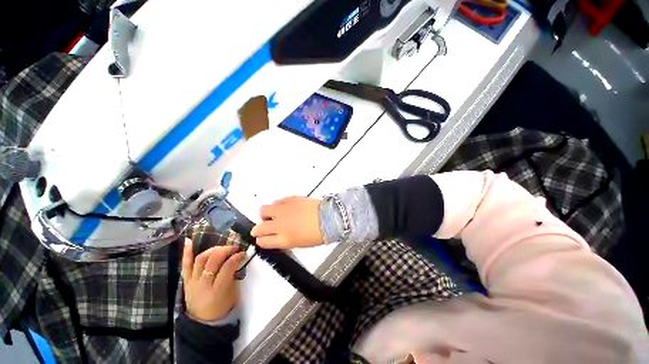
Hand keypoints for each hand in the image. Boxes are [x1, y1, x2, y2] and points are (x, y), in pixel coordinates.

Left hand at [181, 239, 243, 321]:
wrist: (202, 321)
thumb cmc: (222, 307)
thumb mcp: (233, 293)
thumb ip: (234, 275)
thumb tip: (237, 258)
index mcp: (217, 291)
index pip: (227, 268)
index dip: (236, 257)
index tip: (242, 252)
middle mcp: (203, 285)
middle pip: (213, 261)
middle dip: (225, 250)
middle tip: (234, 247)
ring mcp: (192, 282)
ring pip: (201, 259)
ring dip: (213, 250)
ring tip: (222, 247)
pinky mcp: (185, 280)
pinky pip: (185, 265)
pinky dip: (186, 252)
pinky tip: (188, 240)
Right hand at [250, 196, 323, 248]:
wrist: (329, 217)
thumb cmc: (319, 234)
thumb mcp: (300, 243)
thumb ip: (286, 240)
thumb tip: (279, 238)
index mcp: (283, 239)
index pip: (263, 241)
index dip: (262, 240)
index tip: (264, 238)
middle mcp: (280, 225)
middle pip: (259, 228)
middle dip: (259, 229)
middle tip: (264, 227)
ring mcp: (283, 210)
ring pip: (263, 211)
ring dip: (266, 214)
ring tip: (273, 215)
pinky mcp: (289, 199)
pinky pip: (277, 202)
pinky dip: (277, 205)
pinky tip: (284, 208)